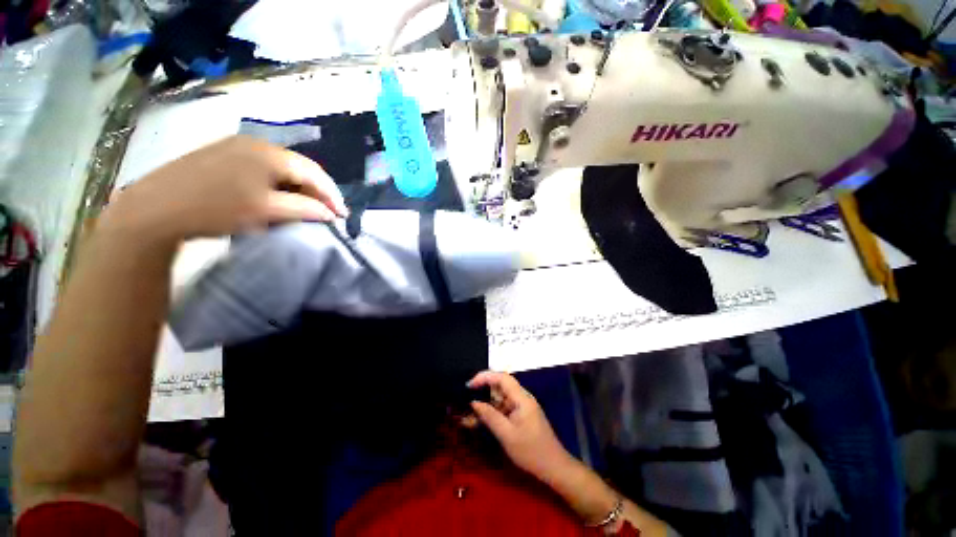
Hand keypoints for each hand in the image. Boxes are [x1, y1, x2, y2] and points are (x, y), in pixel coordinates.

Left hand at [102, 135, 347, 244]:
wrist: (155, 209)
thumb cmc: (215, 209)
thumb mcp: (266, 211)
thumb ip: (305, 209)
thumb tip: (331, 214)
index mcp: (270, 153)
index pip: (315, 173)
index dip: (333, 195)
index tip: (342, 216)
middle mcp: (257, 143)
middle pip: (300, 168)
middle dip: (318, 192)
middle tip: (327, 213)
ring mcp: (238, 146)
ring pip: (283, 168)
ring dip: (299, 188)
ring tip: (306, 208)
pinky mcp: (224, 155)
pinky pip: (264, 168)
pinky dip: (279, 184)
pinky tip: (279, 197)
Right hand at [468, 371, 573, 482]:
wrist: (554, 467)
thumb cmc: (531, 451)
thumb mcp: (507, 435)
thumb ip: (490, 416)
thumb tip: (474, 402)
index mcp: (522, 398)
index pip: (502, 377)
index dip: (485, 376)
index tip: (469, 385)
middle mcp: (523, 397)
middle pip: (501, 385)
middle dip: (483, 390)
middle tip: (467, 399)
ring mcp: (523, 406)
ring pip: (501, 397)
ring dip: (487, 402)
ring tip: (470, 412)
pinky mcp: (522, 414)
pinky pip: (505, 407)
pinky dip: (493, 411)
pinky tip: (482, 419)